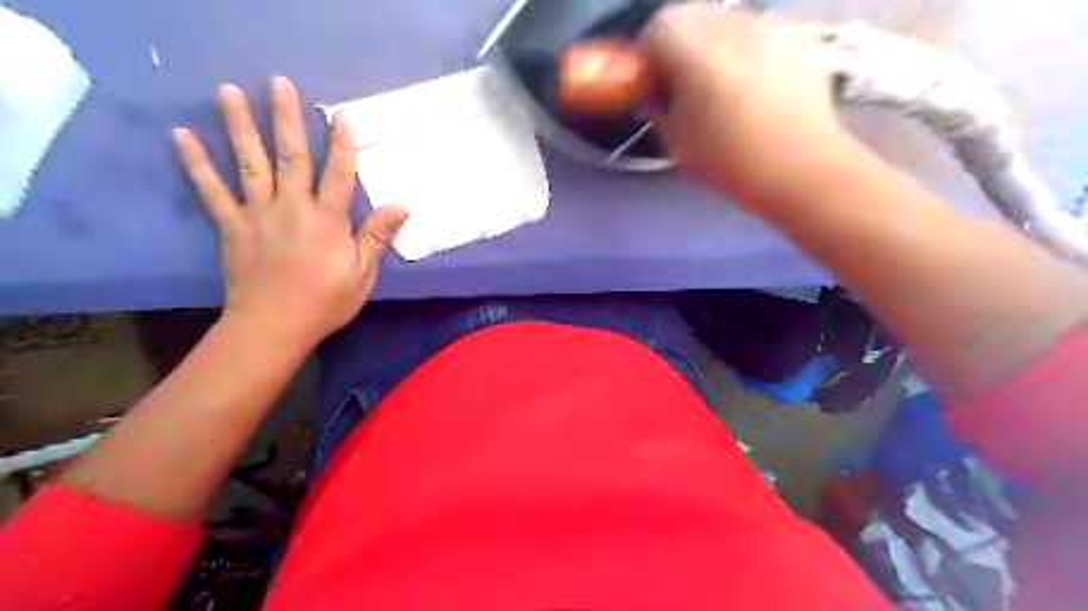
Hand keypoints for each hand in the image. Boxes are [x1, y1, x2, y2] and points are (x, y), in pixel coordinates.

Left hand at [174, 74, 406, 346]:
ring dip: (241, 126)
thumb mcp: (363, 273)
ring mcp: (258, 214)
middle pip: (291, 156)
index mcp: (328, 220)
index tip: (342, 115)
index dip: (342, 144)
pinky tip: (182, 136)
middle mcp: (293, 207)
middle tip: (279, 83)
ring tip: (229, 91)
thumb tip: (401, 204)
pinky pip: (212, 191)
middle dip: (287, 118)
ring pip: (250, 163)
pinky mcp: (232, 226)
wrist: (274, 326)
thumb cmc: (326, 302)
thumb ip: (377, 236)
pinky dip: (196, 164)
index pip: (339, 174)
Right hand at [645, 5, 849, 210]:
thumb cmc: (727, 158)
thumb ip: (656, 105)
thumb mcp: (673, 139)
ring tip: (728, 92)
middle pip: (693, 17)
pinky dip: (753, 53)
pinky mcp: (800, 34)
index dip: (652, 59)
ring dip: (719, 49)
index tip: (658, 88)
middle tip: (690, 89)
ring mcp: (769, 22)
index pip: (656, 28)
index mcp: (690, 44)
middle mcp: (729, 19)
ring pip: (729, 23)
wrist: (797, 167)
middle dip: (685, 48)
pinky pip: (762, 34)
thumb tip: (657, 90)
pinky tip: (759, 90)